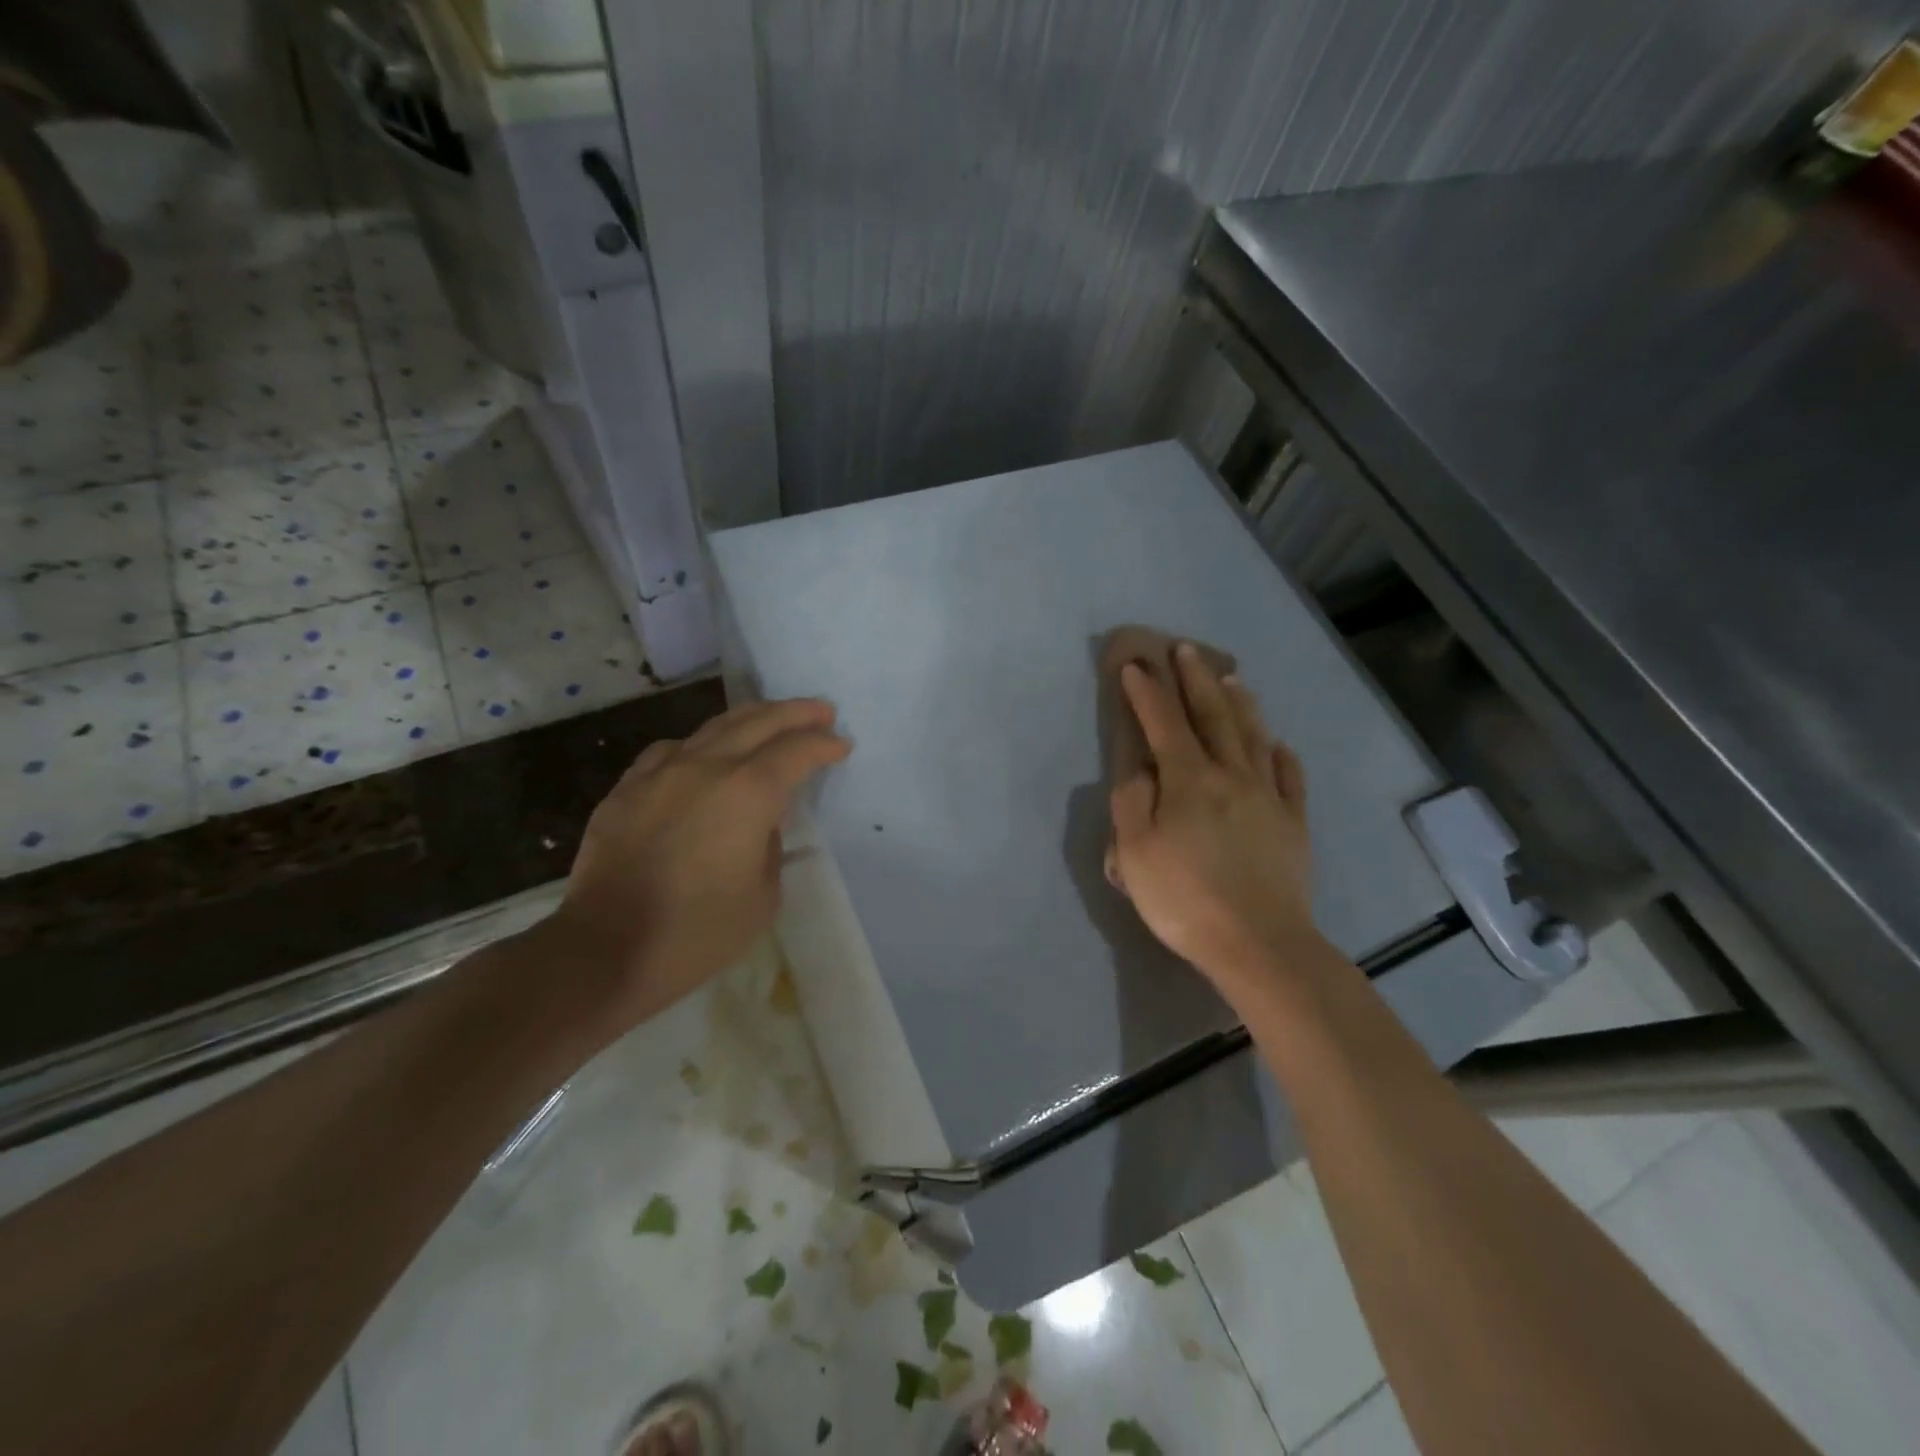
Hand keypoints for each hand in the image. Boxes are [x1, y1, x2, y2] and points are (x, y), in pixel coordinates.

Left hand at [551, 698, 850, 1032]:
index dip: (824, 745)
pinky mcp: (627, 788)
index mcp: (748, 793)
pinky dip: (700, 744)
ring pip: (713, 727)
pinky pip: (671, 750)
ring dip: (751, 718)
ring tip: (771, 719)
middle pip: (758, 721)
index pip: (796, 752)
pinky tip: (703, 754)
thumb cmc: (698, 932)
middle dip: (796, 713)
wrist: (605, 950)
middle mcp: (706, 767)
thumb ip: (770, 844)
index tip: (842, 745)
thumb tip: (760, 821)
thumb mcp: (763, 895)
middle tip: (821, 711)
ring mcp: (660, 772)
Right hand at [1109, 643, 1317, 1002]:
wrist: (1259, 943)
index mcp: (1189, 780)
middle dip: (1196, 680)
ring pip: (1253, 737)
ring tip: (1233, 678)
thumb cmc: (1184, 898)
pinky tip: (1278, 744)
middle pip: (1214, 717)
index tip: (1136, 665)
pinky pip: (1290, 777)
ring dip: (1240, 703)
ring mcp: (1268, 797)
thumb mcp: (1135, 853)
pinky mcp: (1293, 823)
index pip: (1163, 723)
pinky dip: (1281, 755)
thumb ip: (1131, 802)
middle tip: (1186, 650)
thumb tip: (1140, 768)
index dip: (1148, 693)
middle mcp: (1231, 776)